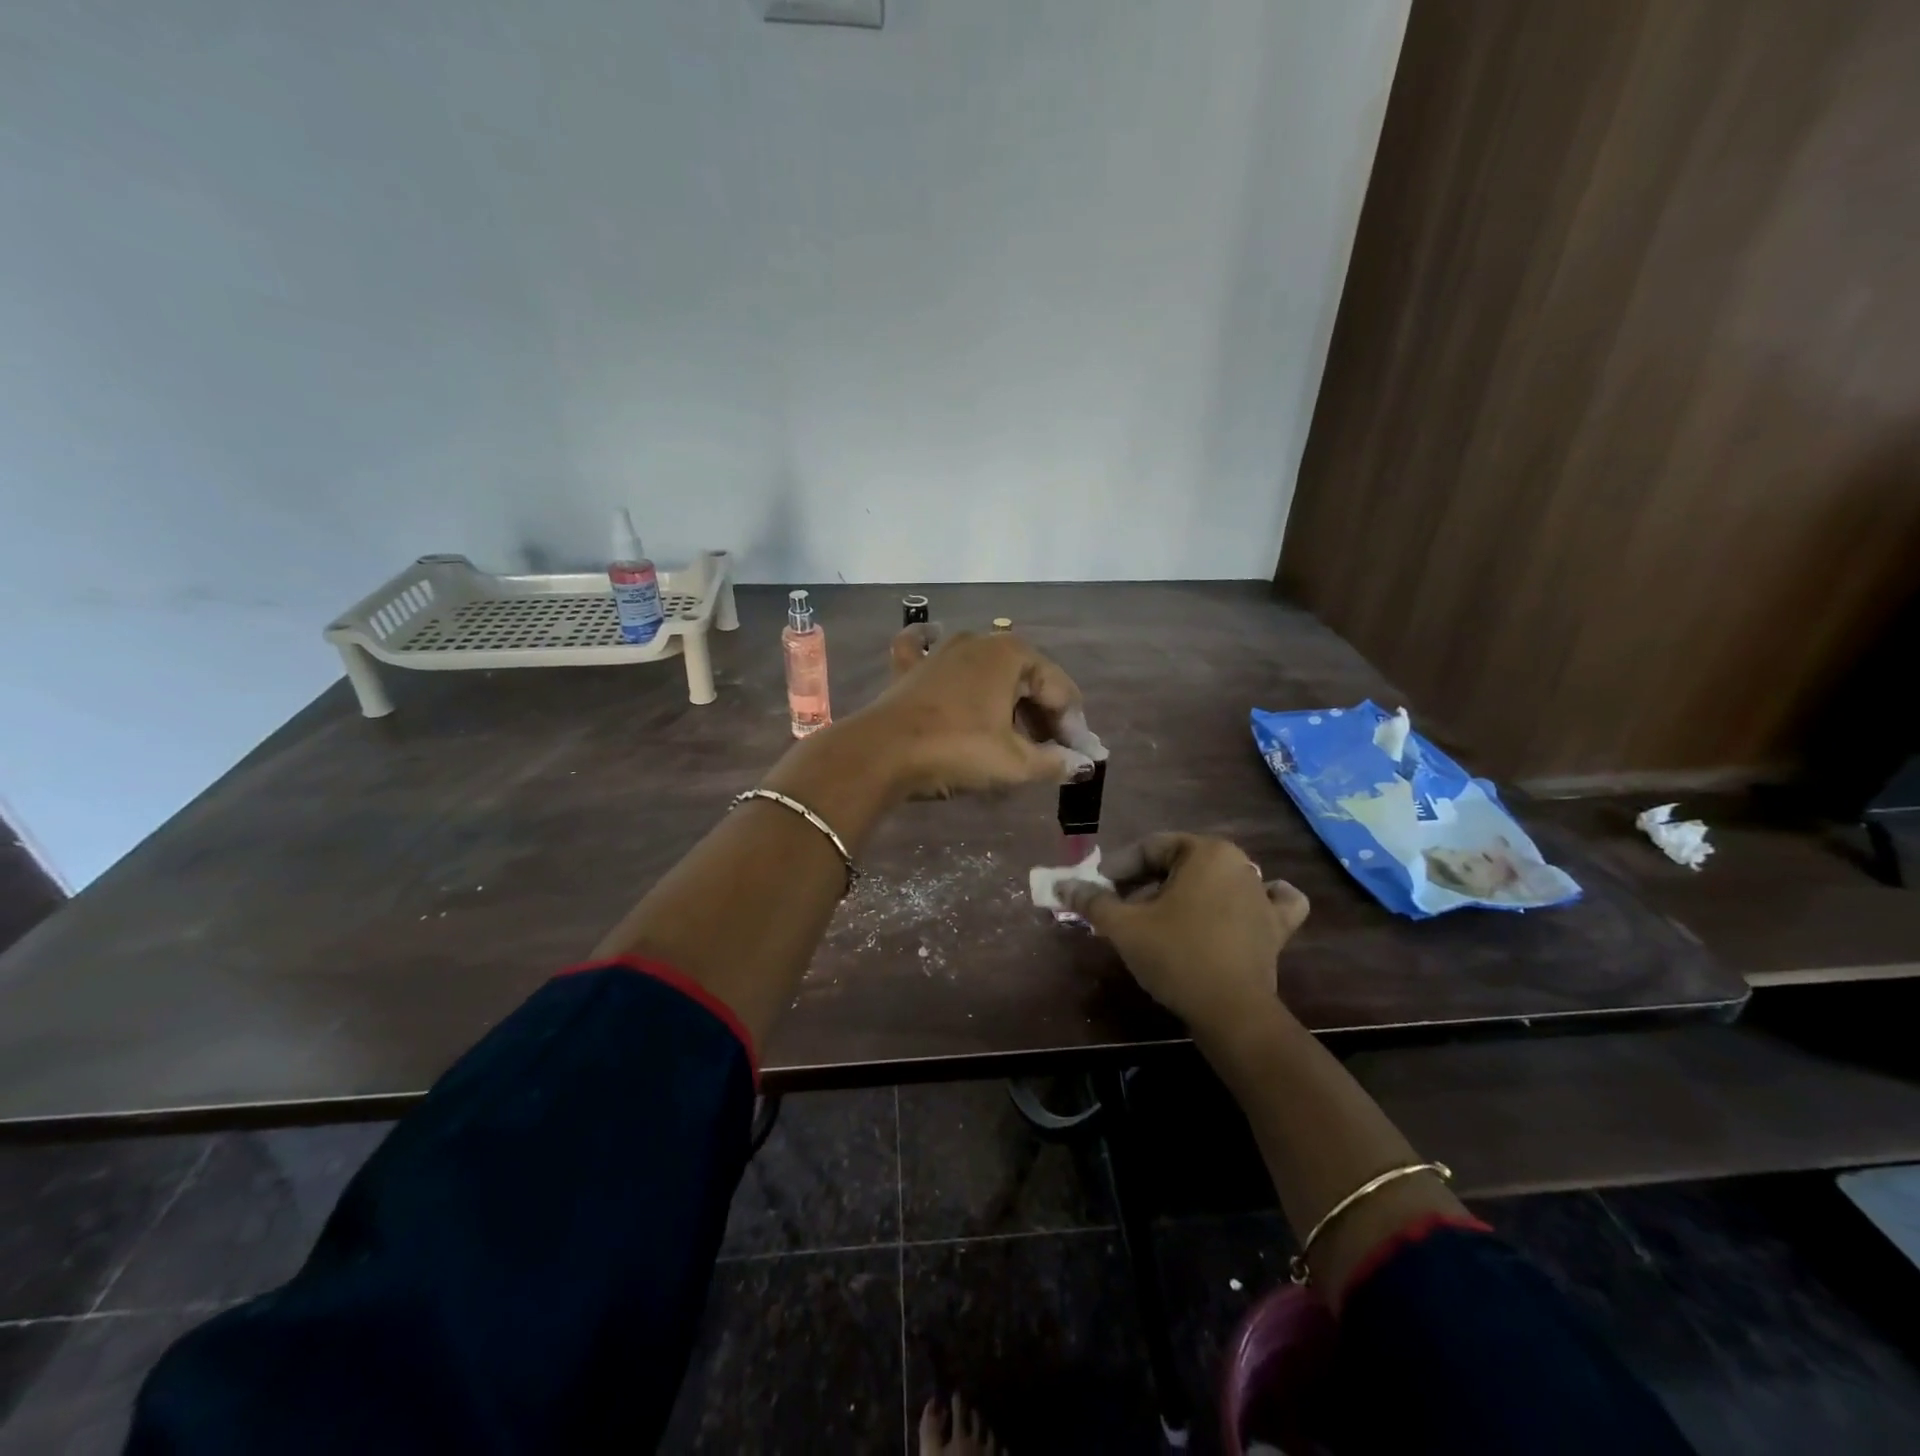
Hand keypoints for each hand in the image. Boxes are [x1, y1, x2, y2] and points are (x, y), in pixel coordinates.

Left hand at [856, 626, 1105, 799]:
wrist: (880, 753)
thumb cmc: (956, 749)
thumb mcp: (1013, 762)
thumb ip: (1053, 762)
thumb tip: (1081, 765)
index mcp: (1011, 653)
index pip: (1059, 689)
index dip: (1073, 726)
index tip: (1077, 758)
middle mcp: (978, 640)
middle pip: (1025, 679)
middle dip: (1041, 715)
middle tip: (1049, 752)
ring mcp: (940, 649)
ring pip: (986, 671)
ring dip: (1006, 699)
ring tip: (1015, 735)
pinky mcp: (909, 667)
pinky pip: (929, 652)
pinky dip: (937, 651)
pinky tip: (936, 644)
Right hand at [1057, 833, 1308, 1037]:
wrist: (1233, 1013)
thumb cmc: (1176, 956)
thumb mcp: (1125, 926)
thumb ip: (1092, 901)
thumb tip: (1062, 885)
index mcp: (1206, 852)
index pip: (1150, 848)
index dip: (1117, 868)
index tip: (1097, 890)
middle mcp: (1240, 863)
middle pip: (1181, 864)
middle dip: (1146, 884)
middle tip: (1121, 911)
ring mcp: (1263, 895)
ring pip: (1216, 882)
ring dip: (1186, 894)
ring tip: (1160, 920)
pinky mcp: (1277, 927)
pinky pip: (1270, 902)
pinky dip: (1257, 901)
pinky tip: (1243, 908)